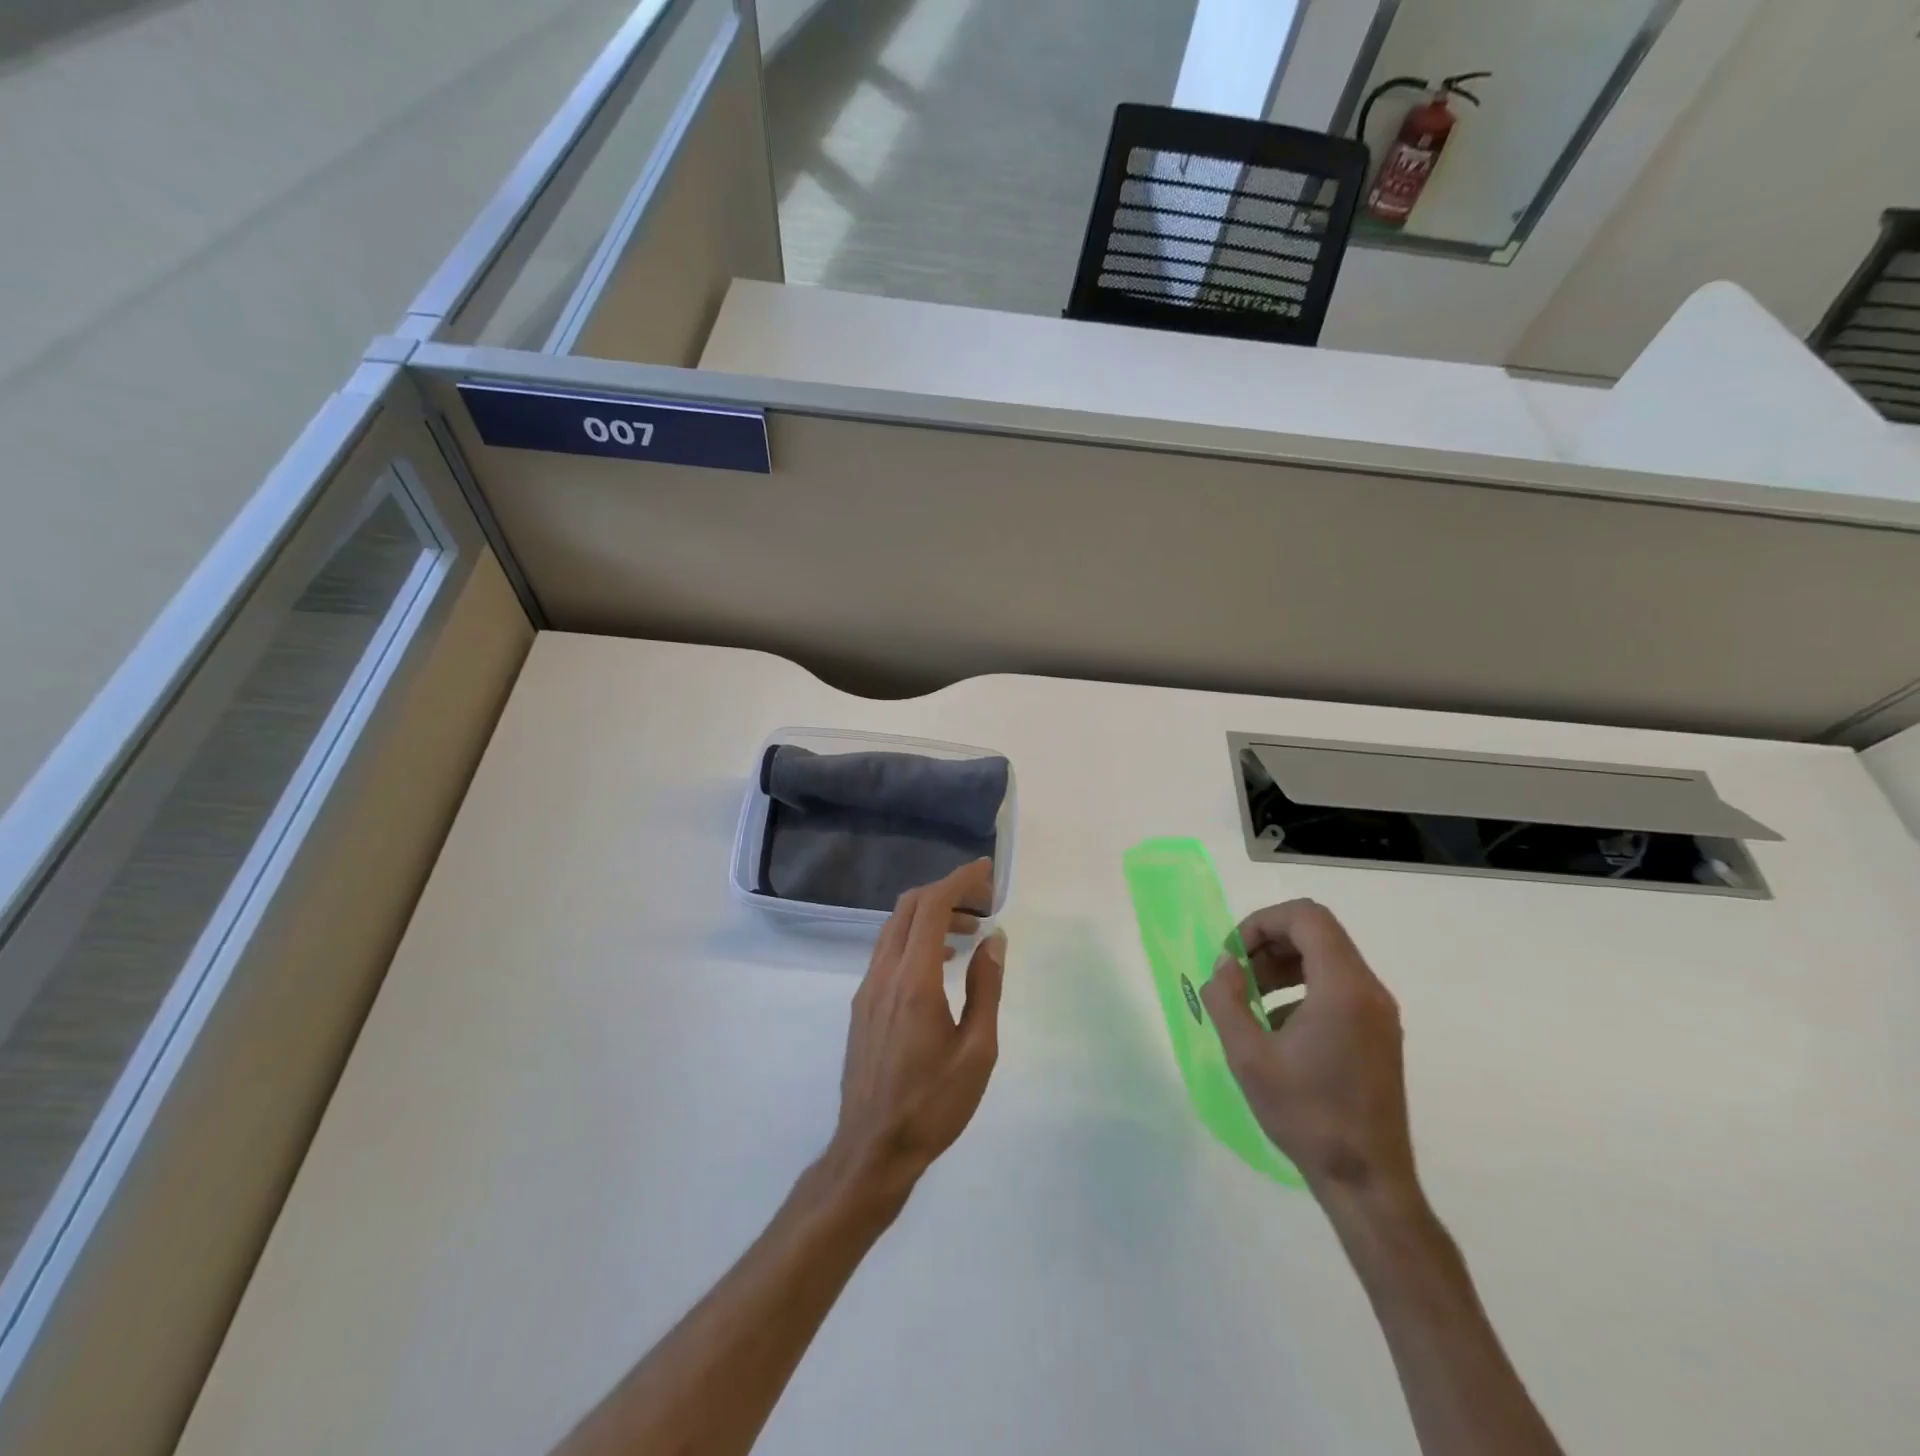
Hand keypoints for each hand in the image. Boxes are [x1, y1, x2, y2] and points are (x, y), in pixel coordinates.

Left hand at [829, 859, 1006, 1198]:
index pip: (931, 907)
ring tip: (970, 931)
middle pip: (908, 908)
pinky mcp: (862, 1005)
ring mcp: (867, 989)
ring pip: (894, 928)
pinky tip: (941, 962)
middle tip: (983, 900)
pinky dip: (915, 939)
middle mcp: (883, 974)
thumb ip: (985, 987)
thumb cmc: (933, 1104)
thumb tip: (994, 938)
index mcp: (913, 980)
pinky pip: (888, 952)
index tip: (986, 871)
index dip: (958, 880)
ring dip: (930, 916)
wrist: (872, 1149)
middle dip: (946, 892)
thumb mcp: (977, 1050)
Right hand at [1201, 899, 1414, 1200]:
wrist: (1367, 1180)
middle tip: (1237, 975)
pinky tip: (1277, 1028)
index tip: (1234, 954)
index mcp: (1343, 988)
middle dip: (1269, 943)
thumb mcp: (1248, 1056)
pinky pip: (1338, 986)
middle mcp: (1369, 990)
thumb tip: (1224, 965)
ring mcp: (1379, 1013)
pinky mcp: (1380, 1033)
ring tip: (1250, 1000)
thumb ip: (1227, 1000)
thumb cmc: (1306, 1115)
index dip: (1262, 922)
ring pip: (1328, 958)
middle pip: (1317, 933)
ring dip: (1283, 965)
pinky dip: (1302, 988)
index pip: (1306, 917)